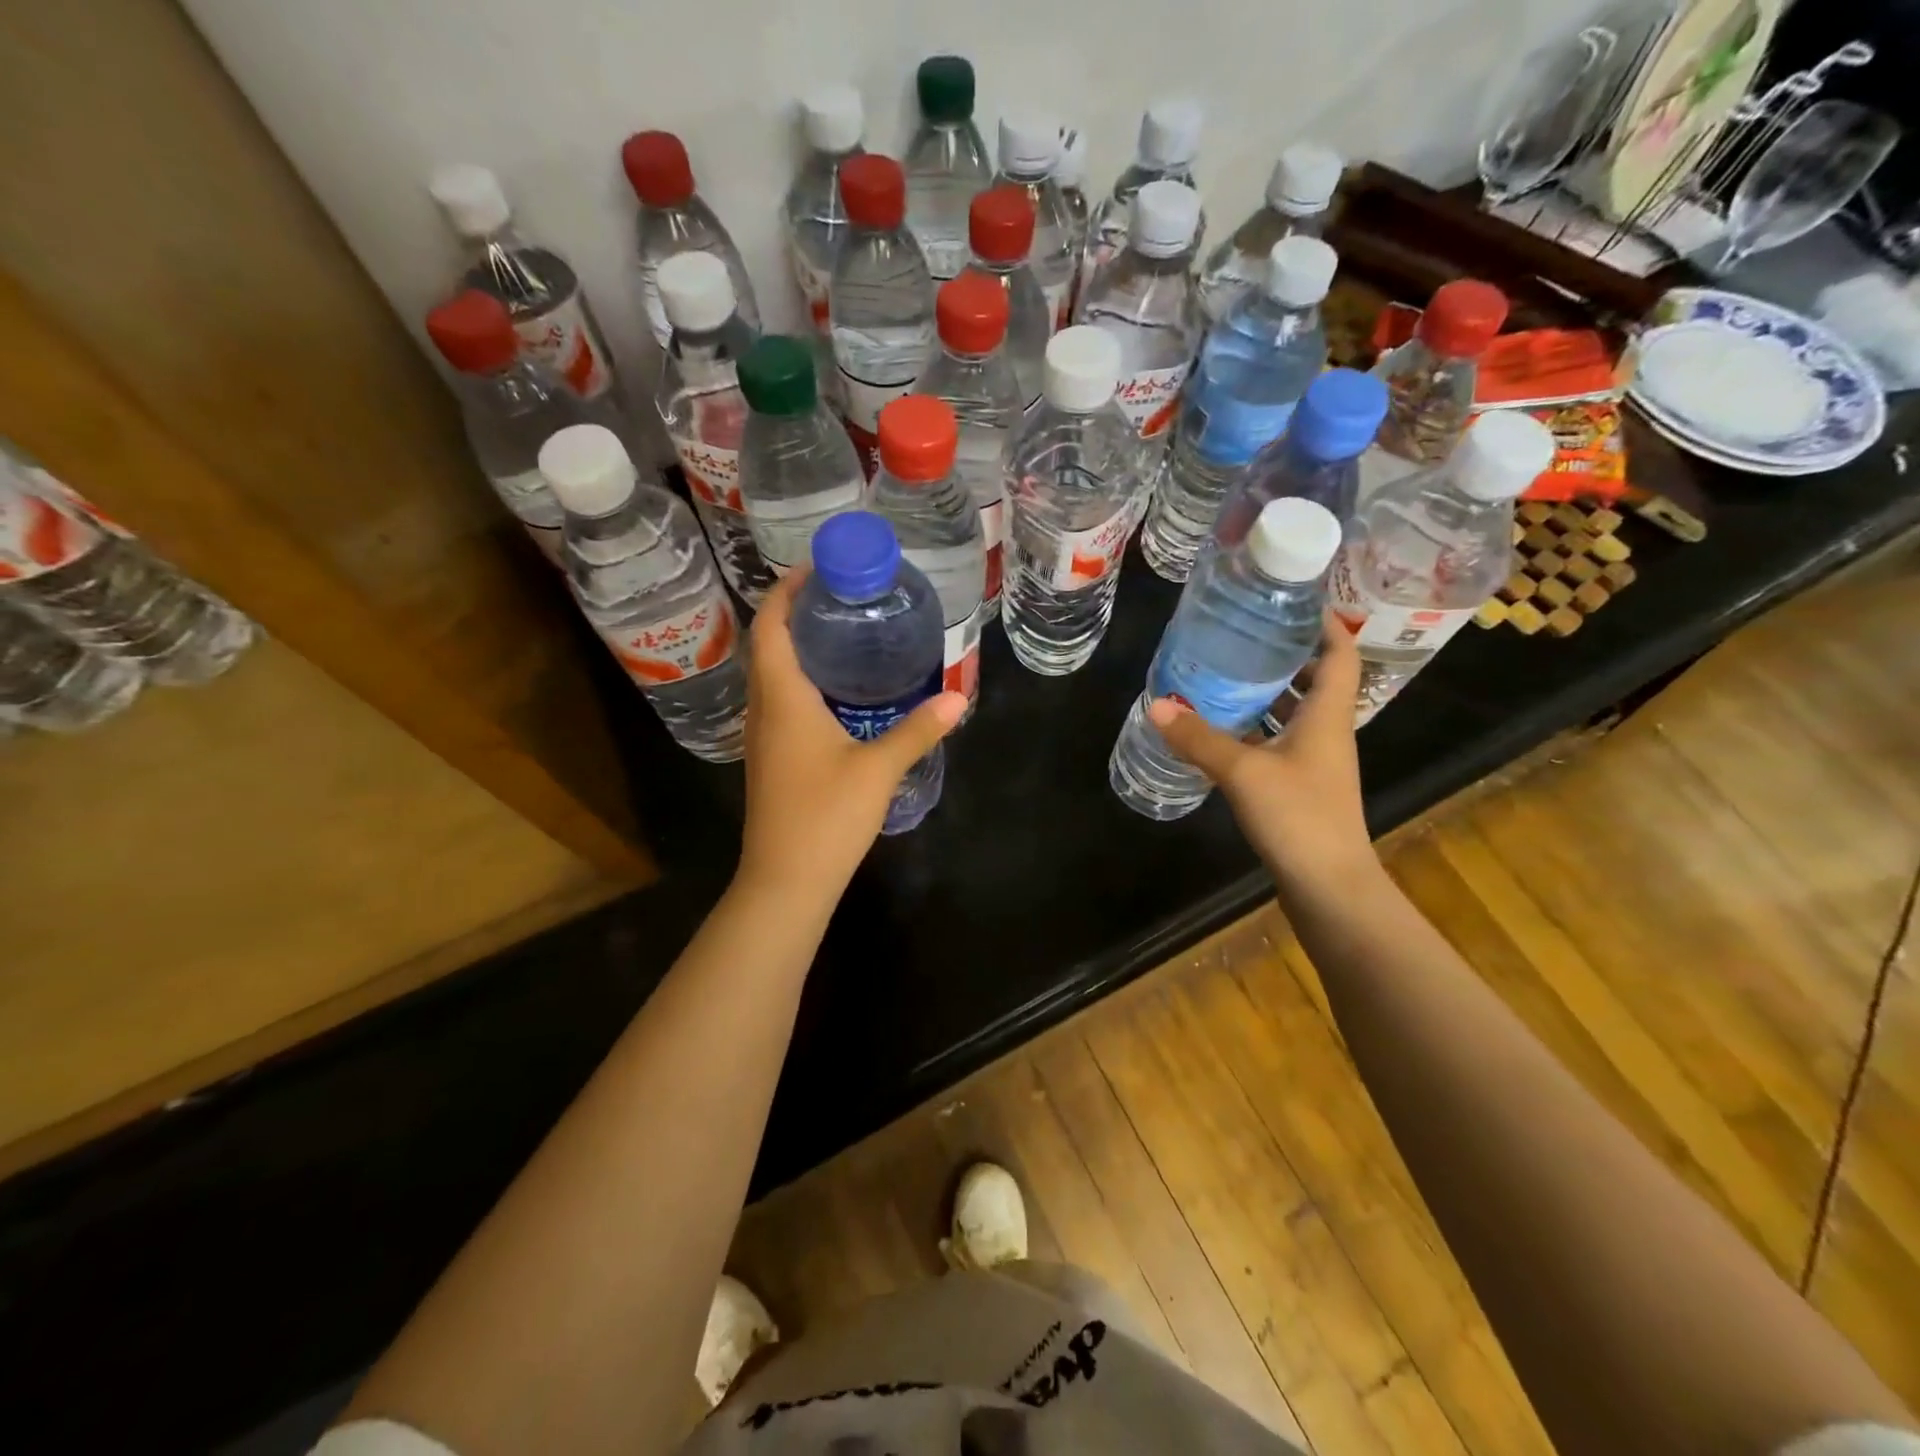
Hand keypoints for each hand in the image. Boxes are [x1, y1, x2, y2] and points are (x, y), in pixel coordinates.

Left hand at [736, 569, 965, 896]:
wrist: (785, 880)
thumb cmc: (826, 817)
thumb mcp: (878, 769)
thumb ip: (917, 731)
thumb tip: (958, 700)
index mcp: (783, 699)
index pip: (772, 628)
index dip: (786, 592)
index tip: (816, 569)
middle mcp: (764, 710)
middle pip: (768, 646)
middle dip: (795, 613)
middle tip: (840, 596)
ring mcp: (763, 737)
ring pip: (771, 676)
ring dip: (796, 647)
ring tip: (841, 633)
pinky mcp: (771, 759)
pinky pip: (779, 702)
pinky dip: (800, 681)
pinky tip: (836, 691)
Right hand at [1148, 614, 1378, 894]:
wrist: (1329, 888)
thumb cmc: (1299, 818)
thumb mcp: (1243, 773)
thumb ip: (1199, 738)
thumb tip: (1157, 704)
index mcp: (1328, 715)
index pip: (1340, 652)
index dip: (1323, 622)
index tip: (1291, 600)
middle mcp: (1328, 732)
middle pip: (1317, 678)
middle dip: (1285, 653)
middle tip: (1242, 633)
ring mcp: (1315, 761)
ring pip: (1296, 712)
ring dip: (1269, 691)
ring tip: (1225, 672)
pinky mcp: (1300, 786)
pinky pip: (1279, 740)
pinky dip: (1257, 727)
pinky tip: (1222, 728)